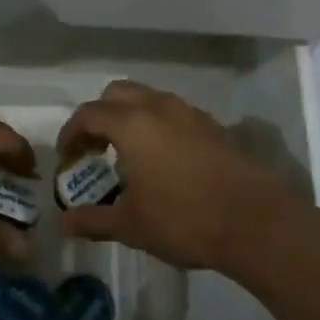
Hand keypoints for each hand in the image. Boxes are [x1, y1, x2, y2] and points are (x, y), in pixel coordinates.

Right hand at [54, 80, 309, 275]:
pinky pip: (176, 114)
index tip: (67, 157)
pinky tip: (165, 162)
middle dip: (100, 115)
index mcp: (132, 124)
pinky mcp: (215, 127)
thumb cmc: (184, 220)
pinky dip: (159, 127)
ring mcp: (191, 113)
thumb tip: (63, 223)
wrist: (256, 222)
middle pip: (118, 93)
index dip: (71, 133)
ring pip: (150, 99)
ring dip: (132, 118)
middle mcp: (159, 108)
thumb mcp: (131, 225)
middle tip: (95, 148)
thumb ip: (93, 220)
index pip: (89, 114)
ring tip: (129, 156)